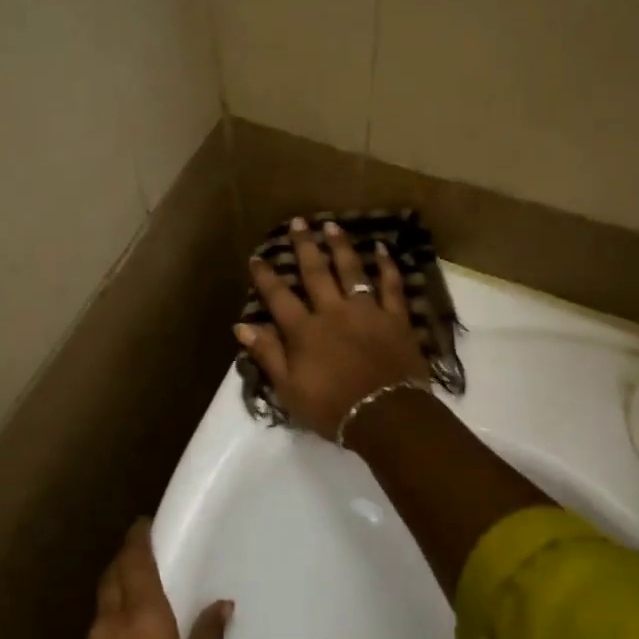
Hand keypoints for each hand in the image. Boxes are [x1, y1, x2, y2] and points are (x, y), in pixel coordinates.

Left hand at [67, 520, 230, 638]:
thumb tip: (219, 604)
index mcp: (141, 622)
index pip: (134, 562)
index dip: (137, 538)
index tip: (143, 522)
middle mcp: (106, 629)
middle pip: (111, 578)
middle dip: (125, 559)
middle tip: (143, 552)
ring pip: (99, 608)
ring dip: (115, 592)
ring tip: (137, 595)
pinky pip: (93, 638)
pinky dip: (108, 625)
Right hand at [236, 218, 430, 439]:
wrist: (386, 416)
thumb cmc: (332, 408)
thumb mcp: (289, 389)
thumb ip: (268, 354)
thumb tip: (242, 326)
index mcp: (305, 331)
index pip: (279, 297)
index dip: (266, 276)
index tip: (257, 256)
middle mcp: (333, 312)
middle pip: (315, 273)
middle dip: (304, 247)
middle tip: (298, 222)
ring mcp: (367, 312)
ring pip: (352, 271)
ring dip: (340, 247)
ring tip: (331, 225)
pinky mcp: (396, 318)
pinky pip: (392, 286)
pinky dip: (387, 266)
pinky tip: (382, 249)